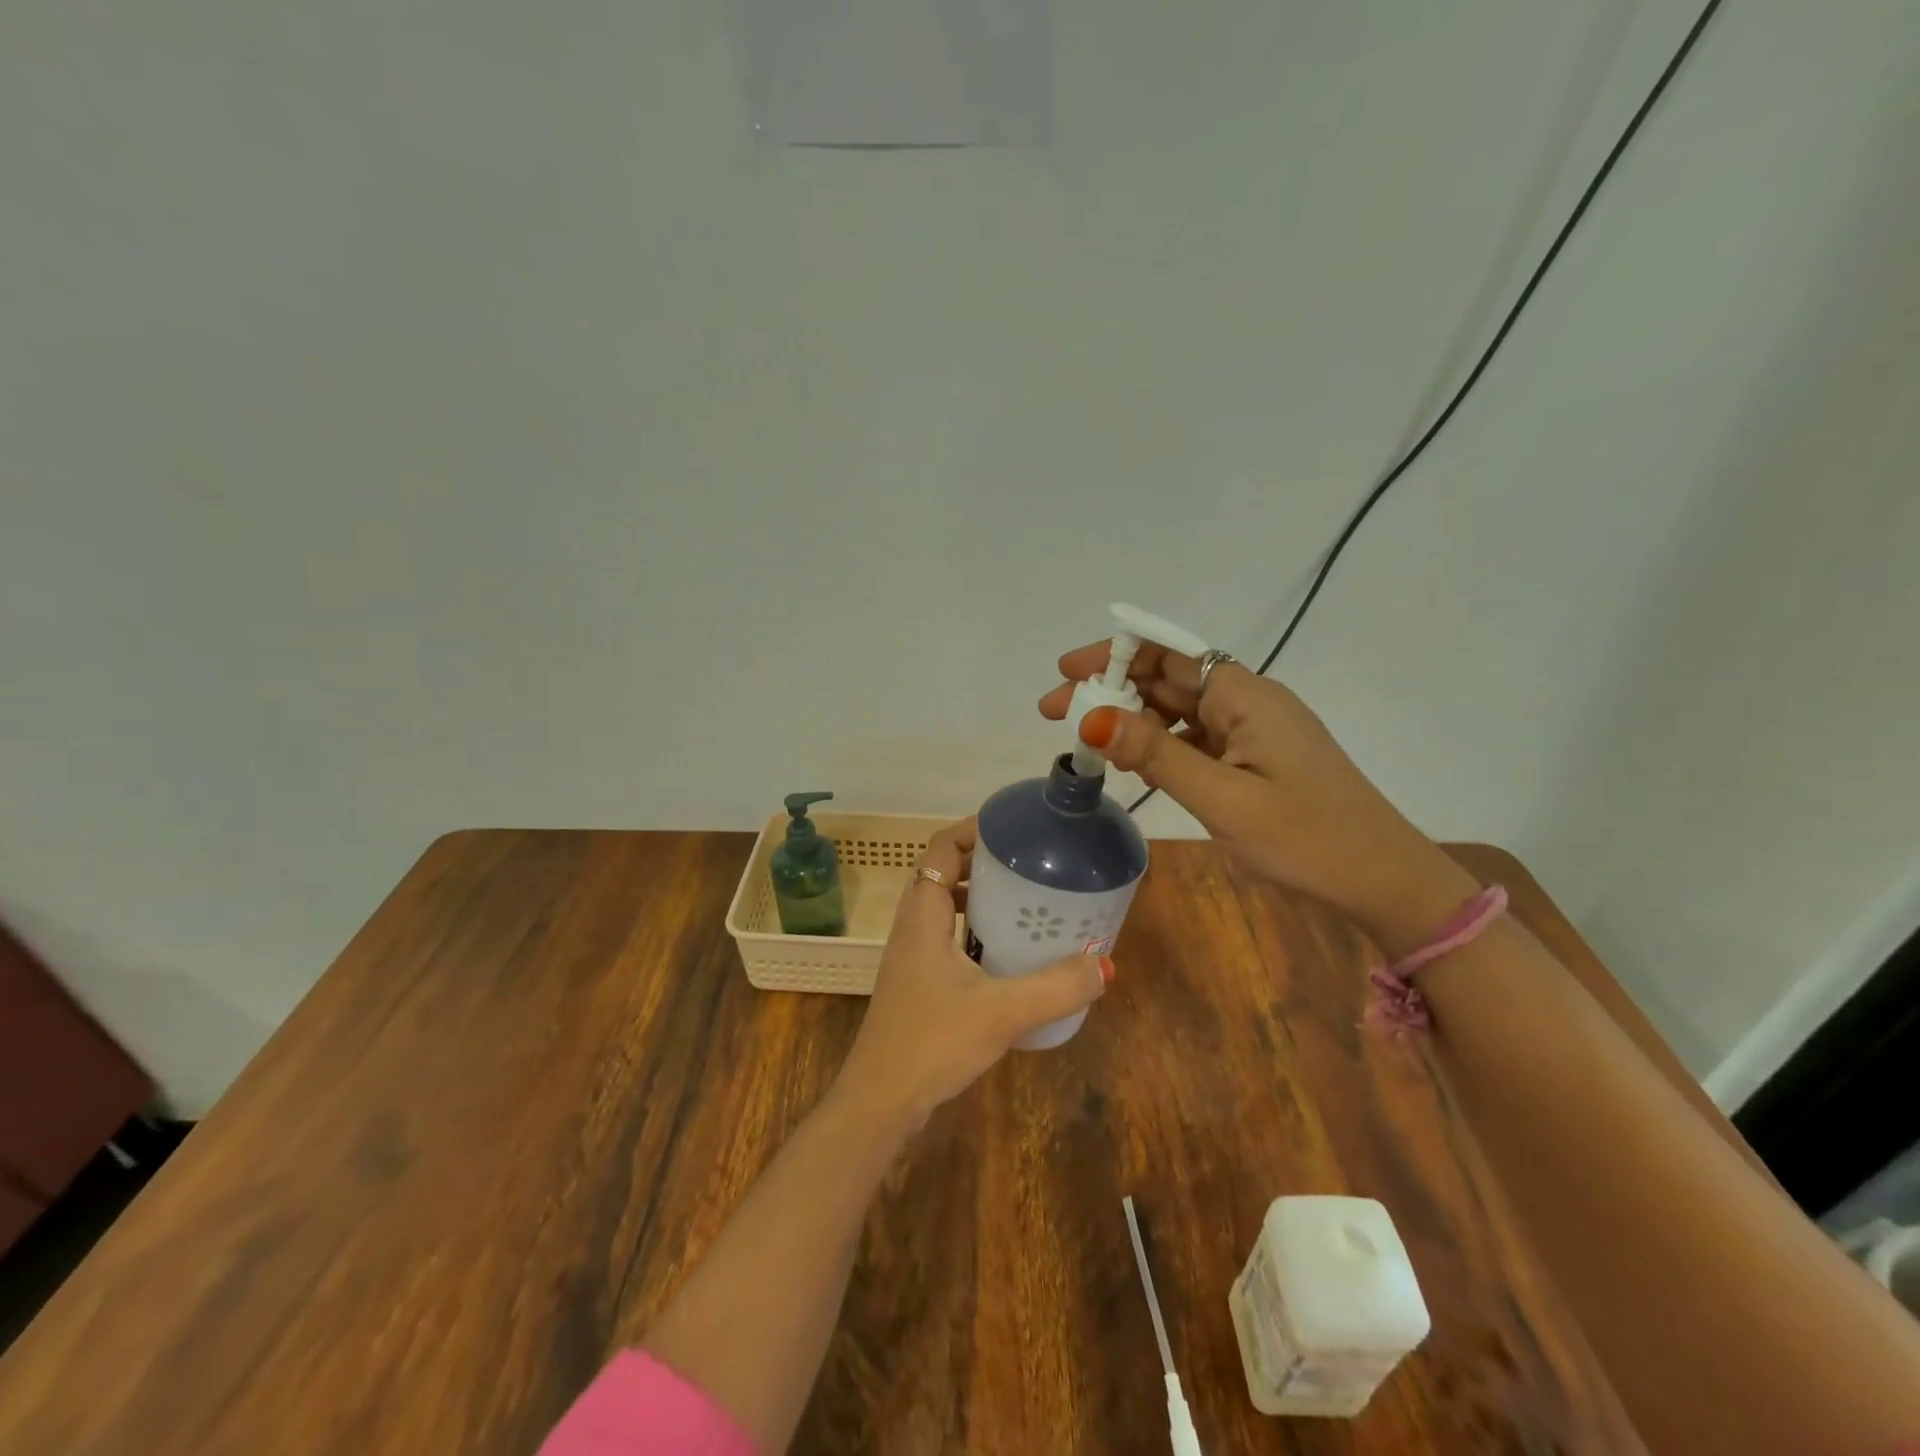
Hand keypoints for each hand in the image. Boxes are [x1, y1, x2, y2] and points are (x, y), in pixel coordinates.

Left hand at [832, 817, 1109, 1129]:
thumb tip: (1103, 965)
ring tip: (1028, 905)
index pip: (942, 848)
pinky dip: (978, 935)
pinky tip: (1011, 958)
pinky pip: (951, 940)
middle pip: (946, 874)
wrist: (880, 1103)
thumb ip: (1055, 988)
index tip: (1015, 830)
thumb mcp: (1001, 1012)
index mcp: (923, 914)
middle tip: (1032, 866)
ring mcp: (914, 957)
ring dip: (983, 900)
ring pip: (948, 910)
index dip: (974, 830)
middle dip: (987, 864)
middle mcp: (914, 926)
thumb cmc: (932, 1042)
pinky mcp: (920, 984)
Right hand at [1039, 644, 1474, 958]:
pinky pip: (1196, 737)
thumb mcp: (1222, 798)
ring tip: (1086, 742)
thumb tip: (1092, 718)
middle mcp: (1247, 701)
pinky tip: (1135, 765)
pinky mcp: (1255, 757)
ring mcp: (1253, 730)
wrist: (1382, 879)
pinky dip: (1160, 744)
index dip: (1113, 654)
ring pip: (1179, 709)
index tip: (1065, 672)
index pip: (1167, 652)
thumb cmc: (1306, 838)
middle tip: (1055, 714)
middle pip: (1167, 678)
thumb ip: (1157, 755)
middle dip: (1110, 690)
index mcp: (1244, 696)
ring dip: (1132, 719)